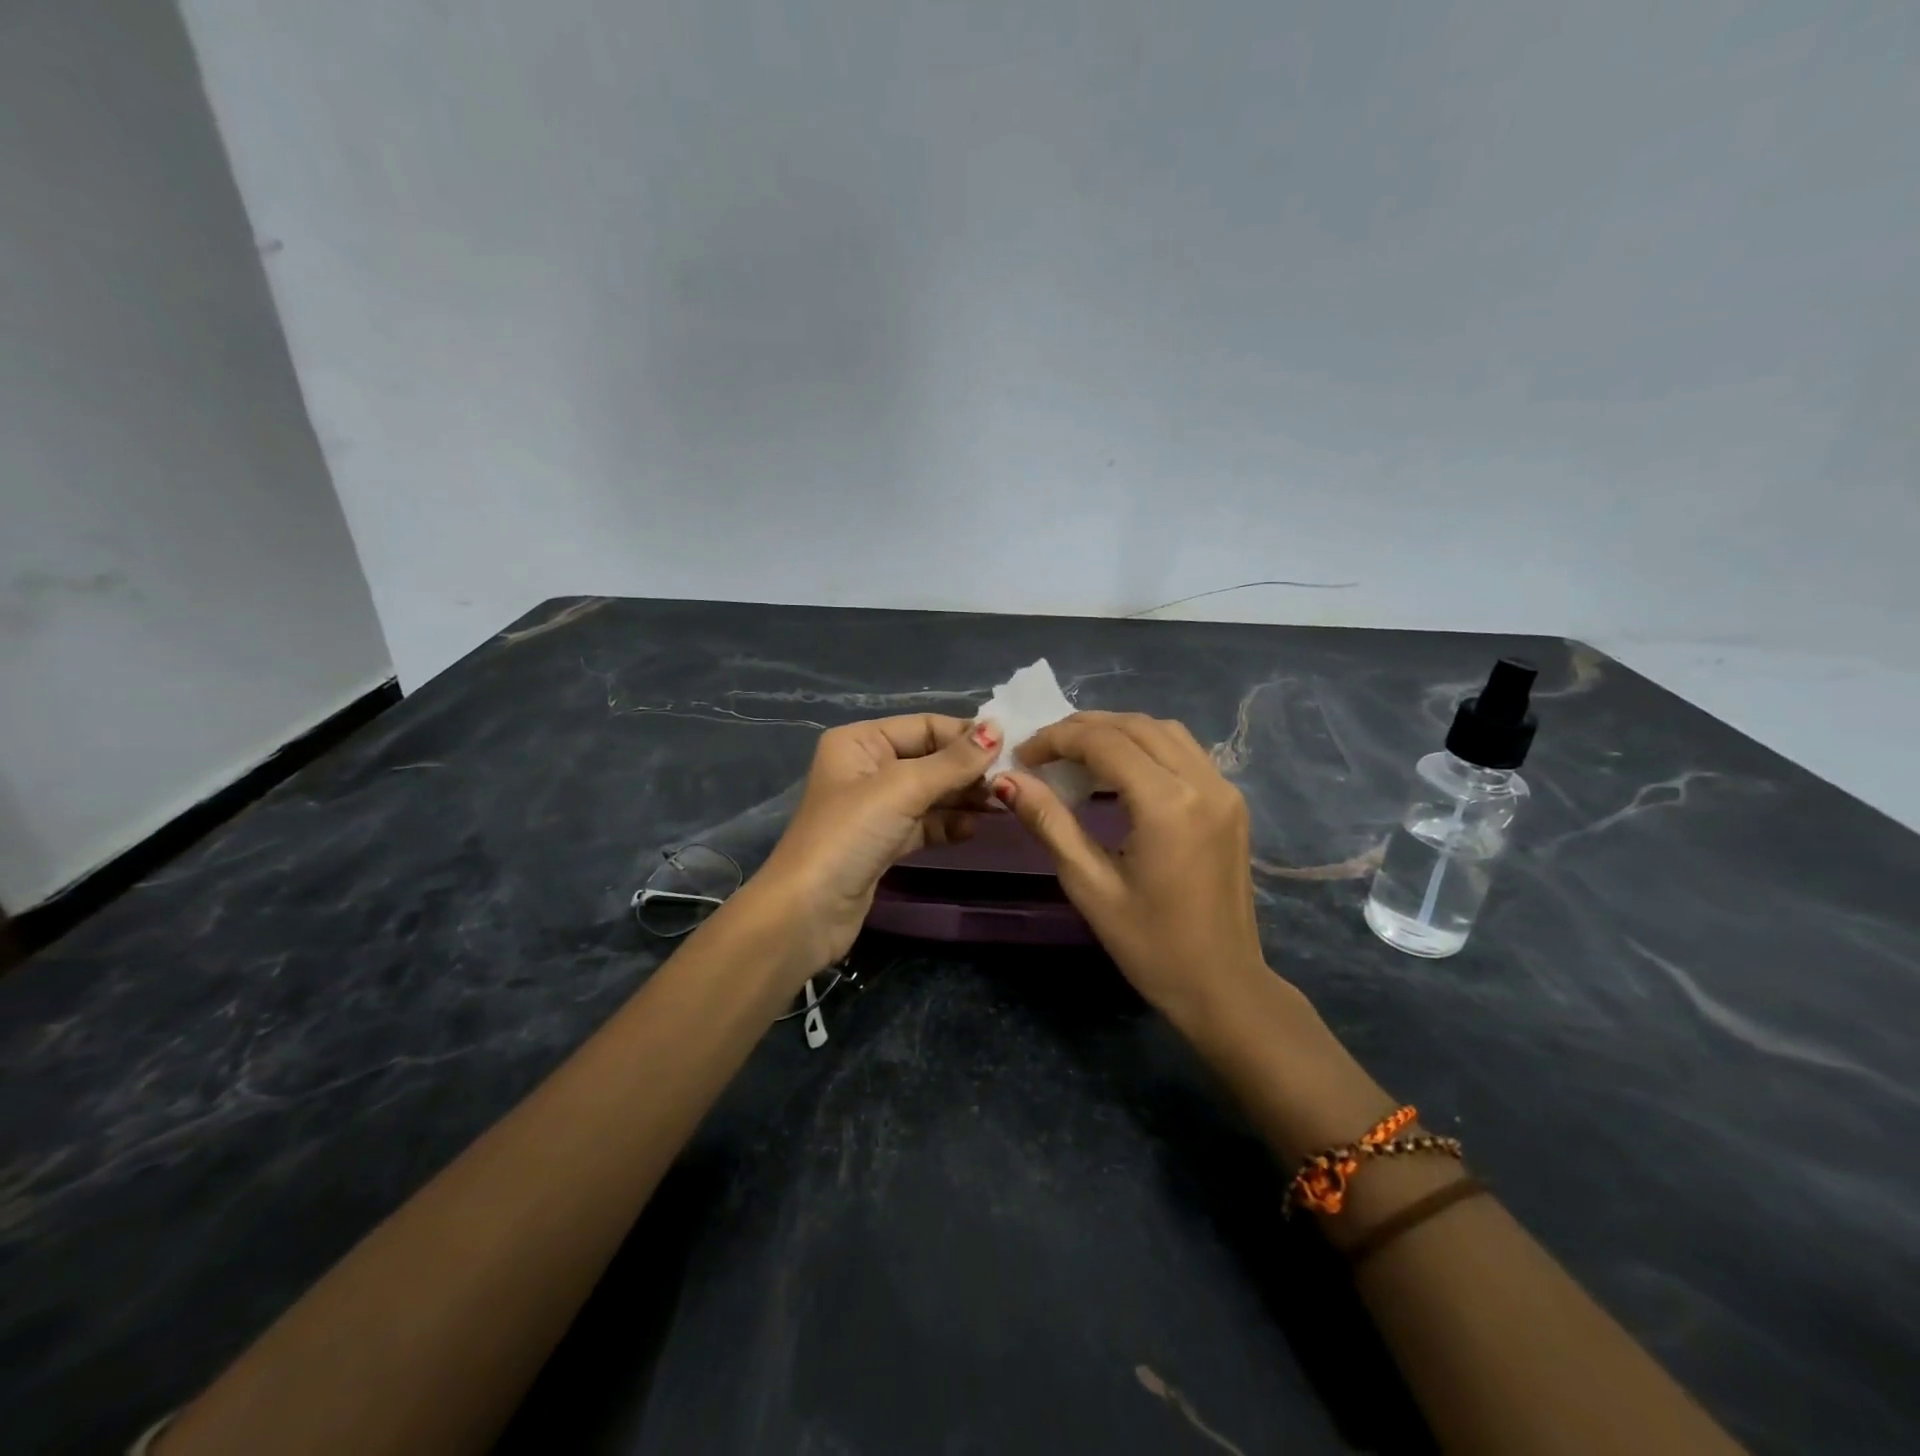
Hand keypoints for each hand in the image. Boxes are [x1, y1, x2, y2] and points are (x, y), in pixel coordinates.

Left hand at [750, 714, 999, 976]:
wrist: (808, 911)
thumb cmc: (850, 835)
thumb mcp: (903, 789)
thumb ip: (953, 761)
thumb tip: (998, 728)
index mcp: (860, 741)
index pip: (925, 726)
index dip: (967, 736)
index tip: (1012, 748)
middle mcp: (867, 767)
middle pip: (930, 759)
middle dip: (968, 770)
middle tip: (1012, 781)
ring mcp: (875, 807)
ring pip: (931, 793)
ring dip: (964, 798)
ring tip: (1002, 805)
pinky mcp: (884, 841)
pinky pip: (925, 823)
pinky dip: (949, 824)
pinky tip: (973, 829)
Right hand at [994, 712, 1273, 1032]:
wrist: (1224, 986)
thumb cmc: (1150, 946)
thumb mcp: (1089, 885)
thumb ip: (1049, 822)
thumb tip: (1006, 780)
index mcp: (1168, 805)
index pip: (1105, 742)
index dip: (1057, 739)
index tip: (1022, 754)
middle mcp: (1203, 783)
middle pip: (1136, 726)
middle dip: (1084, 728)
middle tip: (1043, 749)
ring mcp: (1225, 790)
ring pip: (1165, 731)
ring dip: (1117, 730)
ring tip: (1076, 753)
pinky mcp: (1232, 802)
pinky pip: (1185, 751)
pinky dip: (1146, 745)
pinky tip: (1120, 769)